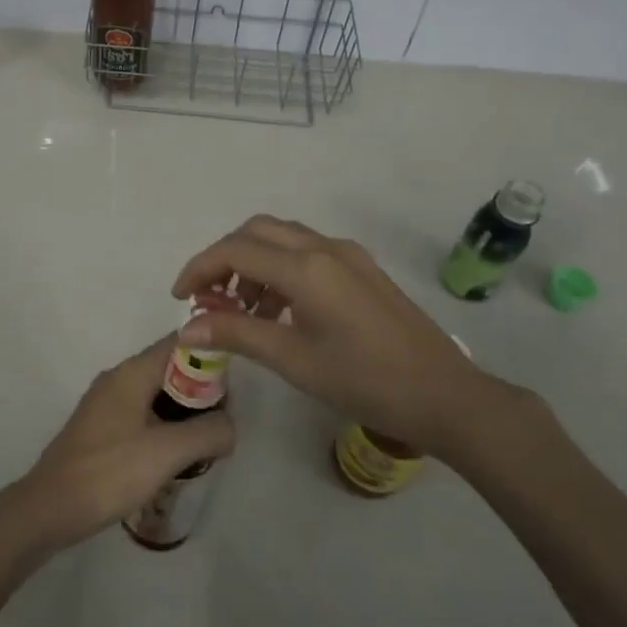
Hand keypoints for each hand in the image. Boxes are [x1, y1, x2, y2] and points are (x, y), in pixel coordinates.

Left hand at [0, 336, 233, 554]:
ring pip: (155, 393)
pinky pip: (141, 414)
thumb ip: (207, 433)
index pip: (178, 343)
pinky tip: (175, 455)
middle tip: (224, 421)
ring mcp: (105, 403)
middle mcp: (118, 378)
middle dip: (200, 389)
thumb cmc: (109, 472)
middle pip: (168, 368)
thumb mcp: (167, 452)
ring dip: (182, 411)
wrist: (49, 507)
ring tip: (206, 440)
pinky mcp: (100, 428)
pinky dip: (163, 425)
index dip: (209, 355)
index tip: (234, 384)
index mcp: (132, 372)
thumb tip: (230, 426)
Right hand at [173, 215, 518, 465]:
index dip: (200, 269)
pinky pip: (308, 252)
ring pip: (283, 238)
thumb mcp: (293, 360)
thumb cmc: (365, 380)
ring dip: (253, 262)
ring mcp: (348, 255)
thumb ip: (237, 335)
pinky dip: (280, 269)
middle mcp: (325, 248)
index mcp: (306, 268)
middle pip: (257, 231)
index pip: (235, 251)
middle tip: (209, 298)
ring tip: (243, 311)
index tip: (181, 298)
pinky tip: (280, 310)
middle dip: (224, 258)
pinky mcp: (363, 269)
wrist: (445, 395)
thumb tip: (186, 328)